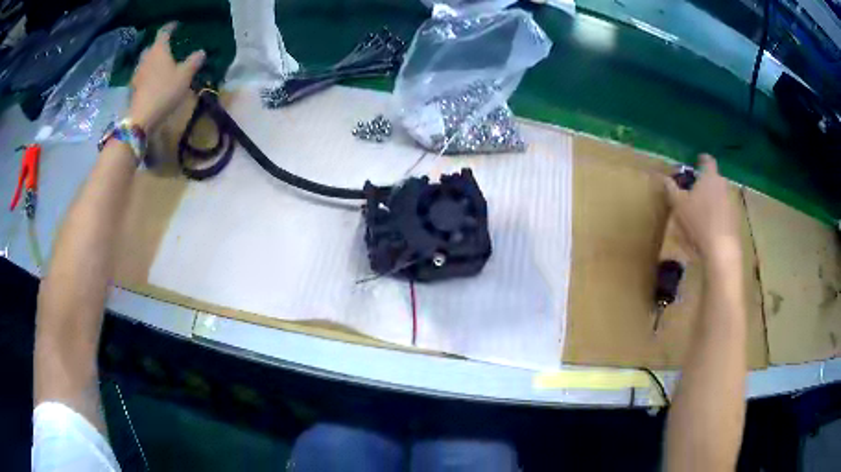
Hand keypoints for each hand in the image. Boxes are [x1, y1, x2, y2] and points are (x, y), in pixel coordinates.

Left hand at [128, 22, 204, 130]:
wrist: (142, 118)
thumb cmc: (165, 91)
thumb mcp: (184, 76)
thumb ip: (193, 62)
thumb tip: (201, 52)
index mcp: (159, 50)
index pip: (164, 32)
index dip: (171, 27)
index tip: (176, 25)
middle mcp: (146, 58)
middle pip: (152, 46)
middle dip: (159, 45)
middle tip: (168, 46)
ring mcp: (138, 73)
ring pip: (146, 61)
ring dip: (153, 60)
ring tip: (161, 63)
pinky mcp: (134, 88)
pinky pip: (142, 75)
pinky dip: (148, 73)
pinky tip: (154, 80)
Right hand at [664, 154, 741, 266]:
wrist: (721, 249)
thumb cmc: (698, 221)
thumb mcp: (678, 205)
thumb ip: (671, 189)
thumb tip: (664, 177)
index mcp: (710, 177)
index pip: (708, 160)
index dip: (702, 159)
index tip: (697, 161)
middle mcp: (723, 185)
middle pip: (715, 178)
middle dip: (706, 182)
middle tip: (696, 191)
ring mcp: (731, 202)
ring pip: (720, 195)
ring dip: (713, 199)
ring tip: (702, 211)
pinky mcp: (735, 219)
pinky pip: (725, 211)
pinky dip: (718, 214)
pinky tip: (710, 227)